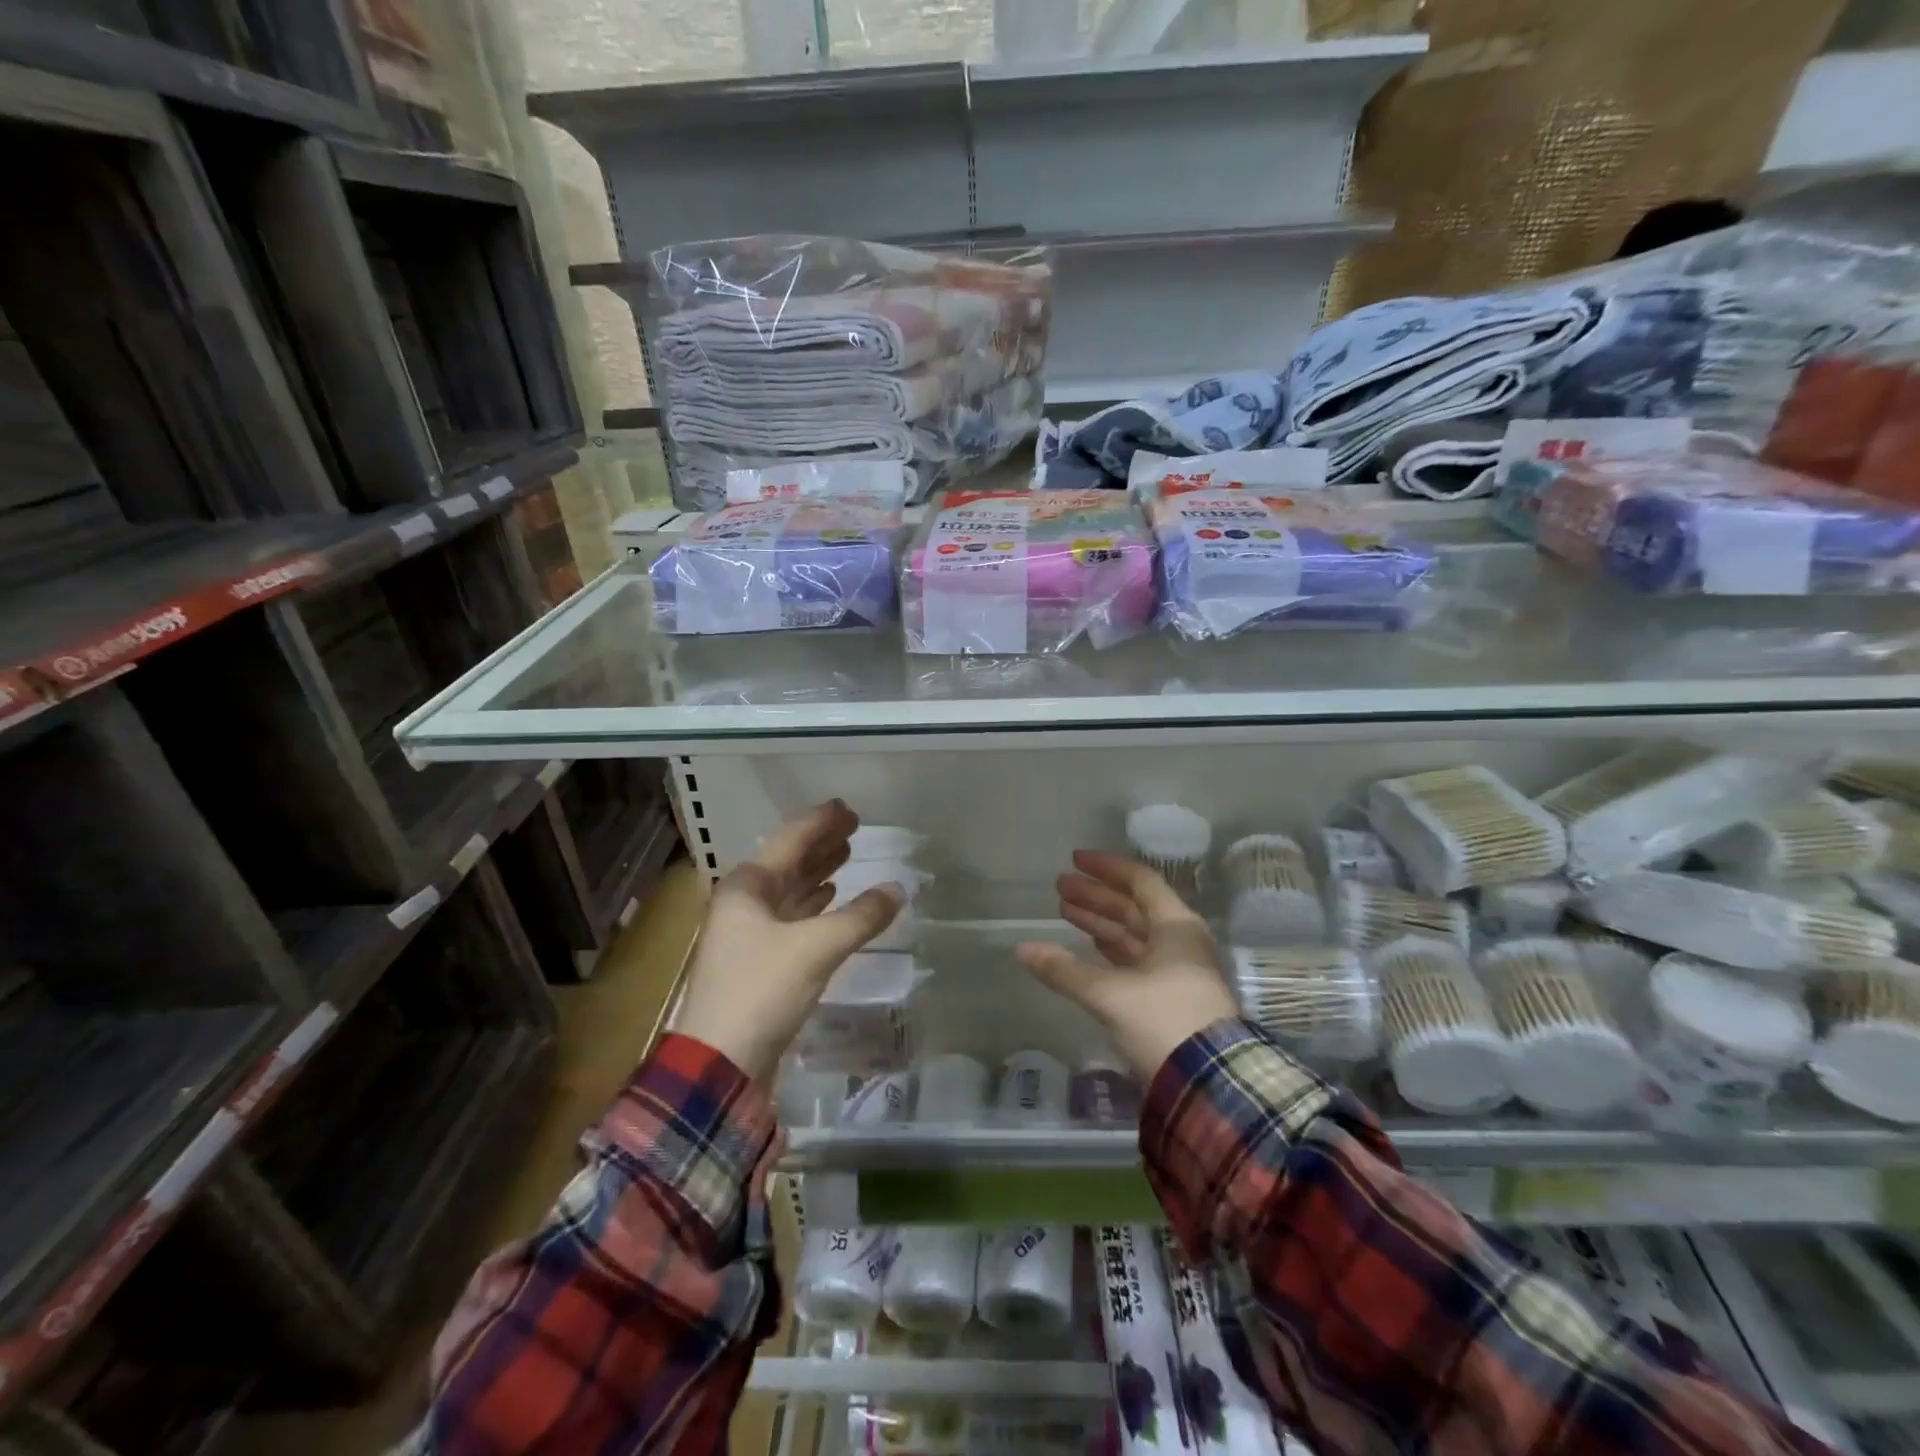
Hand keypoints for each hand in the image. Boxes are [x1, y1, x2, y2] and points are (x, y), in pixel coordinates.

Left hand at [676, 800, 903, 1080]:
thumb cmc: (761, 990)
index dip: (821, 823)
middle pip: (788, 863)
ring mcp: (747, 933)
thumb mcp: (817, 947)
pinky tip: (830, 900)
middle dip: (821, 845)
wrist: (718, 1063)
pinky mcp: (757, 962)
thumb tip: (897, 889)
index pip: (791, 840)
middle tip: (854, 829)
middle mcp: (743, 903)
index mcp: (747, 886)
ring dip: (817, 874)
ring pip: (789, 891)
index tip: (848, 809)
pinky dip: (812, 906)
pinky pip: (790, 919)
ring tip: (847, 856)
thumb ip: (860, 916)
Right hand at [1015, 851, 1237, 1080]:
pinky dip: (1110, 950)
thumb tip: (1022, 949)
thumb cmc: (1164, 1021)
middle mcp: (1179, 942)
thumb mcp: (1110, 994)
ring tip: (1065, 911)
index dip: (1106, 868)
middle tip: (1060, 887)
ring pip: (1133, 935)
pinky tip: (1089, 946)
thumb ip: (1064, 971)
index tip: (1075, 860)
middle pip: (1133, 908)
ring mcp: (1176, 971)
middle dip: (1096, 896)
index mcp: (1175, 927)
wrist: (1211, 1083)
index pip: (1140, 881)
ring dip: (1100, 922)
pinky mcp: (1170, 998)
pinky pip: (1135, 960)